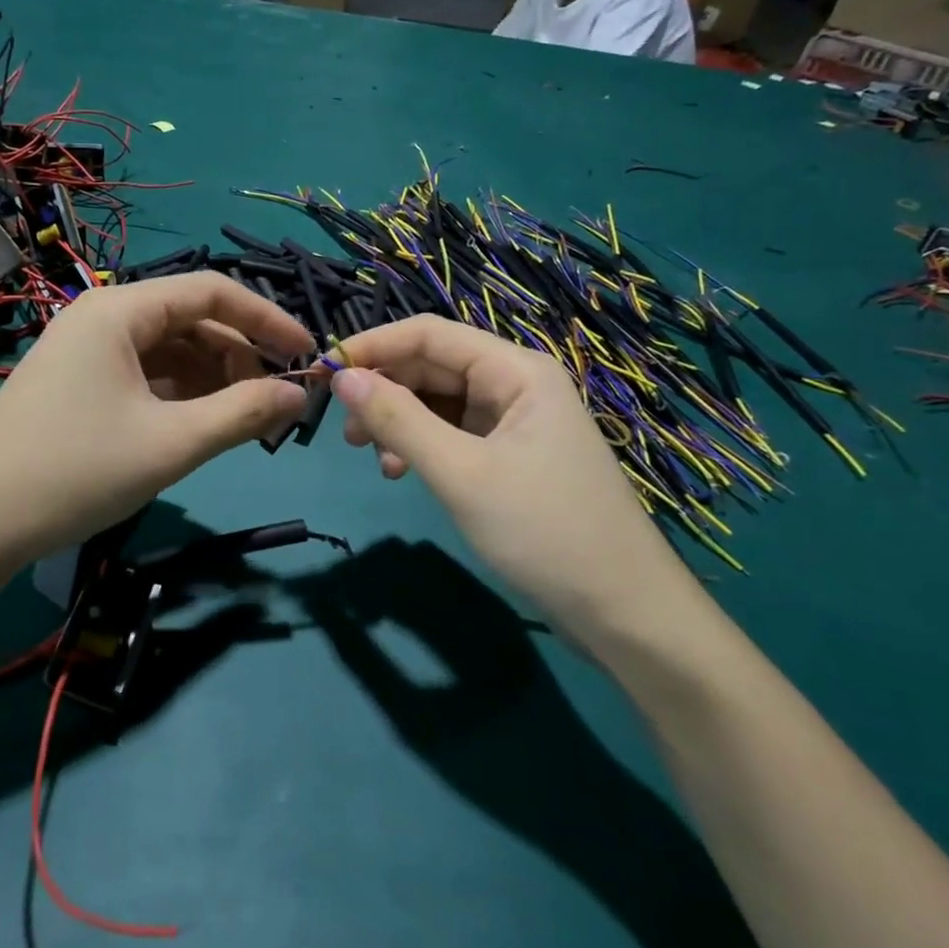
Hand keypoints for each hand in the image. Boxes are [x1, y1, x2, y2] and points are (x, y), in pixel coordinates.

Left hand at [0, 273, 312, 570]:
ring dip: (213, 379)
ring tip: (245, 421)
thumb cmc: (75, 471)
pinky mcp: (77, 384)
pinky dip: (180, 395)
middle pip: (190, 320)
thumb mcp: (171, 443)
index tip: (306, 355)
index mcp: (120, 309)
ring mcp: (86, 351)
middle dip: (240, 355)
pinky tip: (201, 426)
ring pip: (169, 351)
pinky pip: (144, 375)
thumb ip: (243, 413)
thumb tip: (299, 394)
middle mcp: (102, 317)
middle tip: (275, 403)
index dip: (266, 319)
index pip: (211, 291)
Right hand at [329, 316, 703, 649]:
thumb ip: (398, 420)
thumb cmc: (545, 532)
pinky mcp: (511, 455)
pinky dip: (421, 446)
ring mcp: (515, 421)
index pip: (429, 334)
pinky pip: (453, 433)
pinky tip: (401, 472)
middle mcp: (515, 383)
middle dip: (384, 389)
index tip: (322, 371)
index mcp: (515, 369)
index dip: (372, 346)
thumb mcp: (460, 473)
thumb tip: (342, 377)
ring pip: (438, 401)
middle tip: (343, 429)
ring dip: (398, 421)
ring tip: (370, 456)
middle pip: (432, 366)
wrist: (626, 614)